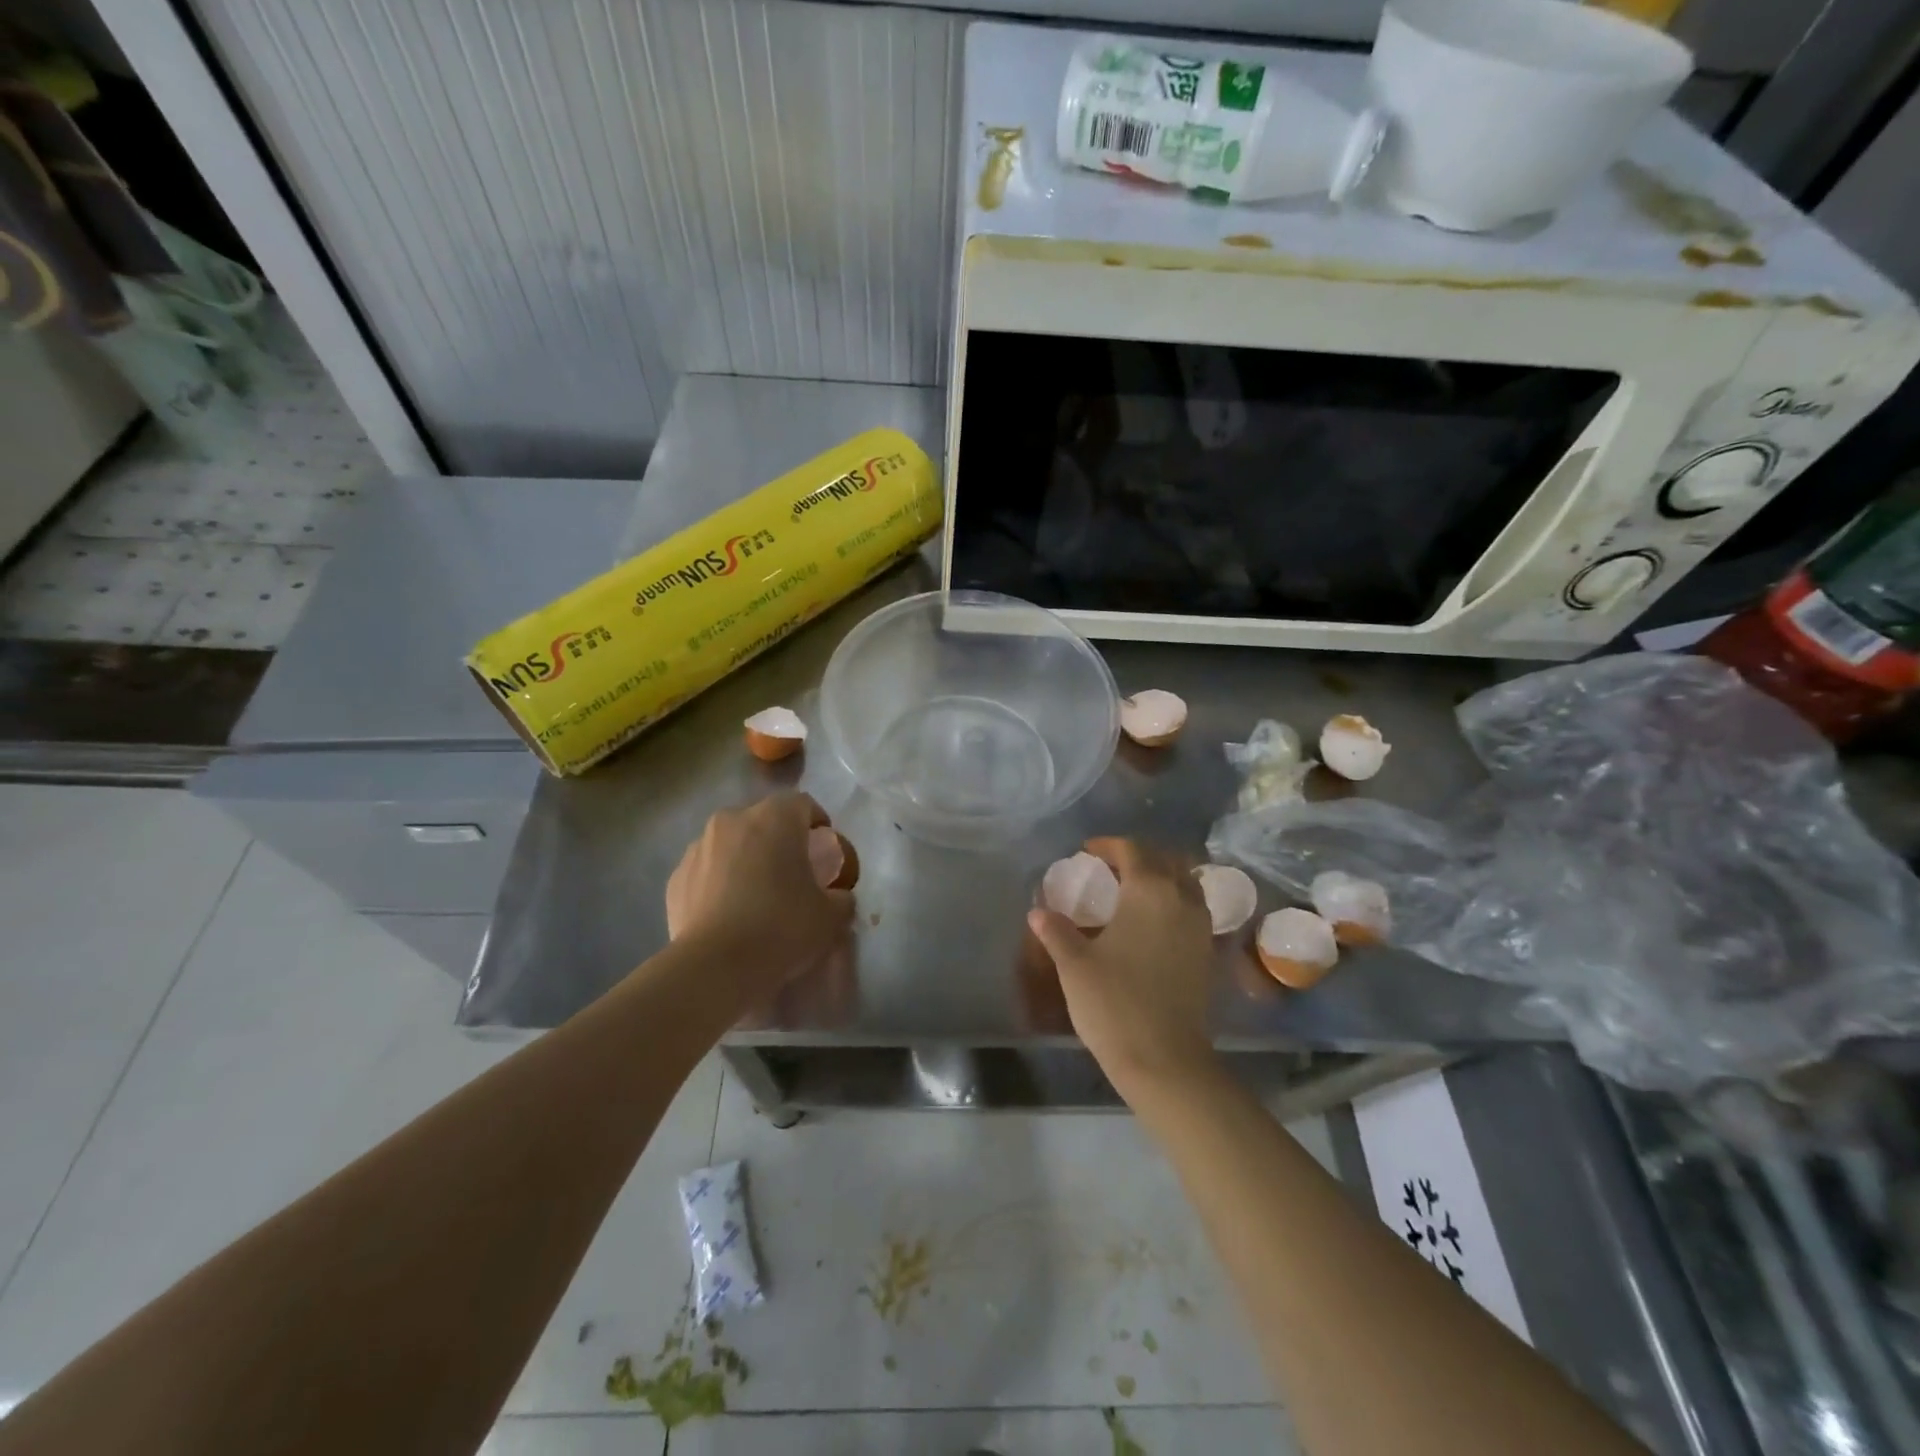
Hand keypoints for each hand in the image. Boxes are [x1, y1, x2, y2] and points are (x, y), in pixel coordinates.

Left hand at [665, 793, 854, 1000]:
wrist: (715, 966)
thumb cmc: (781, 927)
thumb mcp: (830, 916)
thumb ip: (841, 898)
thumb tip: (838, 897)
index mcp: (775, 818)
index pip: (803, 804)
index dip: (817, 823)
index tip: (824, 850)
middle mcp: (733, 820)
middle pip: (763, 820)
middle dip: (779, 840)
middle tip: (791, 873)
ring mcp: (699, 847)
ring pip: (731, 843)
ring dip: (746, 859)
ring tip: (756, 895)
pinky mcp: (676, 877)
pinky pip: (707, 870)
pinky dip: (719, 882)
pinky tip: (728, 913)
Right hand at [1026, 837, 1218, 1099]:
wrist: (1165, 1060)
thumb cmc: (1114, 1004)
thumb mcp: (1074, 965)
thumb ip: (1056, 931)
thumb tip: (1038, 912)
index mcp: (1149, 891)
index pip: (1132, 850)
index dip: (1108, 845)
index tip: (1086, 852)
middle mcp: (1181, 899)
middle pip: (1164, 859)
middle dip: (1137, 856)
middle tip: (1108, 867)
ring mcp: (1200, 926)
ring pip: (1185, 882)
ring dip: (1161, 875)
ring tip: (1132, 889)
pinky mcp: (1207, 952)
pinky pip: (1193, 907)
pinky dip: (1174, 900)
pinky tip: (1152, 921)